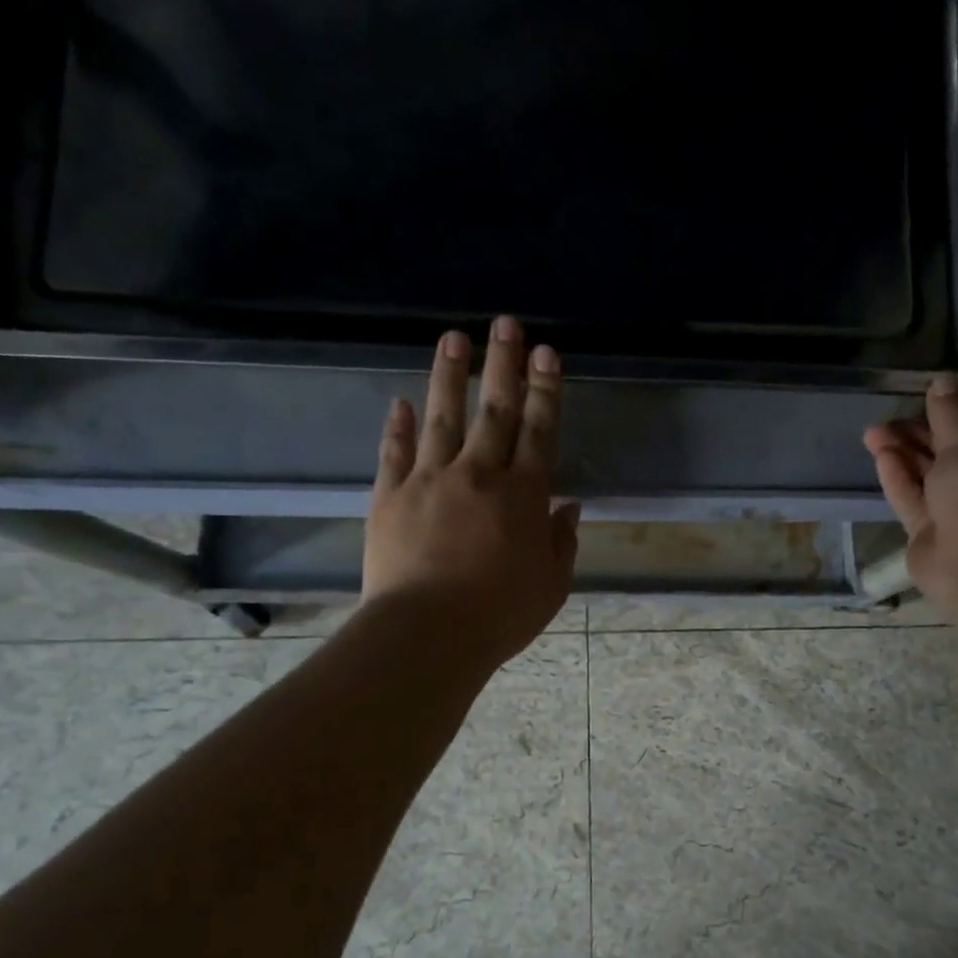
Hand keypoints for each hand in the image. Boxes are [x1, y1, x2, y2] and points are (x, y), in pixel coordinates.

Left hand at [363, 317, 579, 668]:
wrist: (427, 633)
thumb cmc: (499, 615)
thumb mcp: (551, 585)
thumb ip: (562, 541)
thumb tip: (568, 507)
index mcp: (523, 495)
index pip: (539, 430)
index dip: (545, 390)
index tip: (547, 354)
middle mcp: (478, 474)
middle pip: (494, 410)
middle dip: (503, 364)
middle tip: (506, 324)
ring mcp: (429, 480)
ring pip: (442, 416)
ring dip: (450, 376)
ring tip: (454, 338)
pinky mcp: (390, 496)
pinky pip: (394, 452)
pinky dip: (398, 426)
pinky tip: (400, 402)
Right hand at [862, 375, 957, 605]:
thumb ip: (950, 410)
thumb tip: (943, 380)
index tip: (930, 394)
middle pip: (955, 447)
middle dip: (921, 430)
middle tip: (890, 415)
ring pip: (930, 472)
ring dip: (903, 452)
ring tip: (871, 433)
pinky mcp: (934, 531)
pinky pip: (915, 498)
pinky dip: (899, 477)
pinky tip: (880, 456)